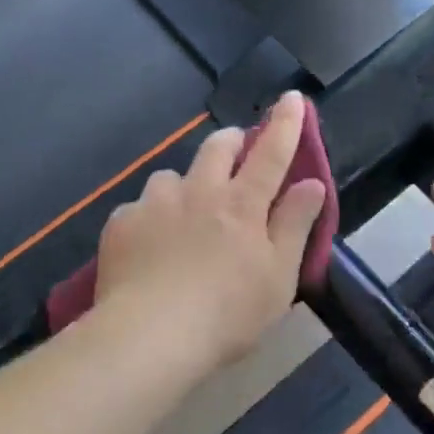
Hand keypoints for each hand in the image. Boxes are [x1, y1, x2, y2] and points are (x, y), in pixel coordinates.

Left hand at [94, 92, 327, 373]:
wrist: (150, 336)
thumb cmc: (227, 313)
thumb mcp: (278, 278)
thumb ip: (295, 225)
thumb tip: (312, 183)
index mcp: (242, 204)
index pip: (271, 153)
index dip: (285, 123)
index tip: (293, 97)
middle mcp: (198, 191)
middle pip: (217, 147)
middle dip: (231, 140)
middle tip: (237, 152)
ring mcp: (155, 203)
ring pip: (172, 175)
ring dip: (185, 183)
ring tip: (184, 213)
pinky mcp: (122, 222)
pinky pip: (140, 207)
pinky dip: (150, 217)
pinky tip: (148, 247)